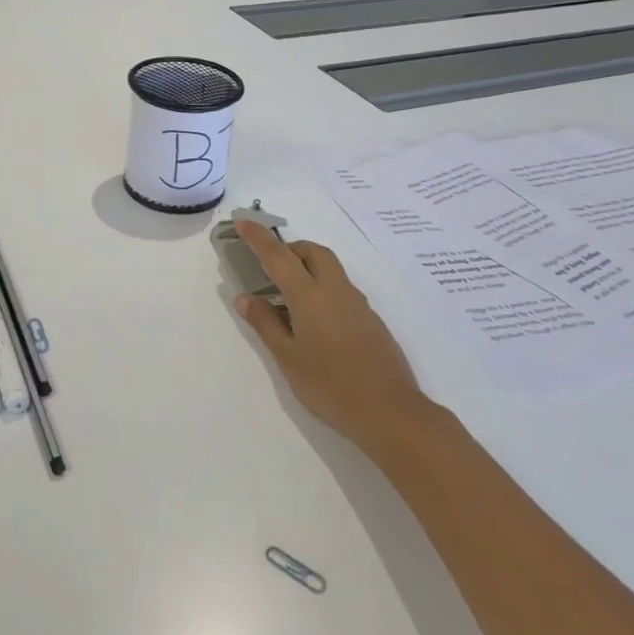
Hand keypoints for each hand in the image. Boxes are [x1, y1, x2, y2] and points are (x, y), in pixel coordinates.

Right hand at [233, 220, 434, 457]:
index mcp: (310, 296)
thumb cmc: (330, 386)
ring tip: (289, 300)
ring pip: (330, 270)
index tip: (243, 222)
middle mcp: (336, 291)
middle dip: (291, 249)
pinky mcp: (371, 321)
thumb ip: (265, 324)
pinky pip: (342, 291)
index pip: (278, 256)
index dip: (258, 237)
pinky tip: (315, 323)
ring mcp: (358, 305)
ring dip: (308, 269)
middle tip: (271, 267)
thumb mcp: (288, 358)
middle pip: (313, 252)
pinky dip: (323, 290)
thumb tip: (245, 298)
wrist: (390, 413)